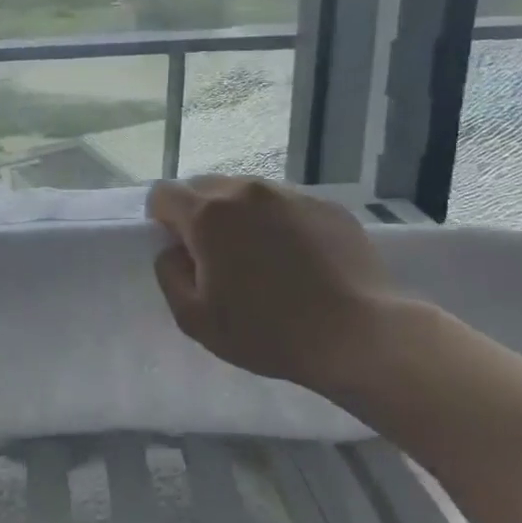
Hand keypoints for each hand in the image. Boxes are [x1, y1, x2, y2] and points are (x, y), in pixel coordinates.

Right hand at [148, 176, 397, 396]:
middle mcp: (247, 192)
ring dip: (239, 216)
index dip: (161, 220)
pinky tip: (295, 259)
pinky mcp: (328, 207)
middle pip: (203, 186)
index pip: (163, 193)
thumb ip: (168, 273)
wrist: (360, 336)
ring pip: (246, 192)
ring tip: (258, 257)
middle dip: (198, 214)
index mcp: (208, 215)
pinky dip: (277, 222)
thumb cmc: (267, 330)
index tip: (178, 250)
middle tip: (215, 256)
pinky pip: (284, 204)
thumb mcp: (193, 317)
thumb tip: (173, 250)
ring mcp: (292, 195)